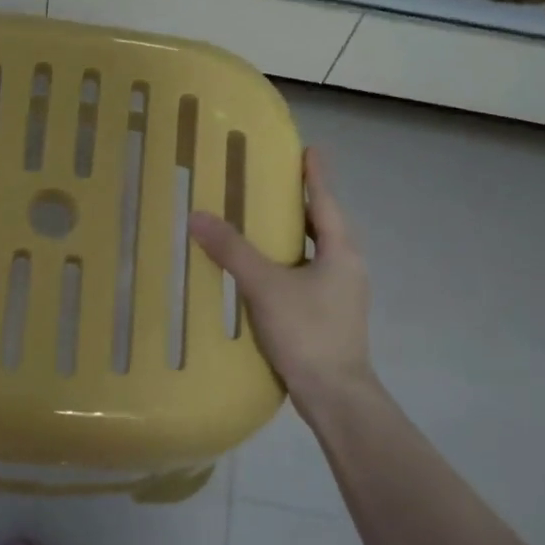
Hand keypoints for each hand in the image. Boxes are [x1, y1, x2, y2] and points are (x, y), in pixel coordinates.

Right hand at [187, 147, 373, 403]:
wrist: (335, 395)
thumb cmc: (308, 332)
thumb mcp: (265, 286)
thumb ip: (232, 251)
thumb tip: (197, 216)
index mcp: (342, 251)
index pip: (326, 201)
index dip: (315, 175)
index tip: (310, 149)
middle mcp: (348, 267)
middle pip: (324, 225)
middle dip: (302, 204)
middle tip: (274, 185)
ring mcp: (342, 294)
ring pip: (316, 253)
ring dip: (295, 236)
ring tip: (264, 225)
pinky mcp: (330, 316)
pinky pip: (308, 276)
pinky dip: (289, 264)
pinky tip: (264, 274)